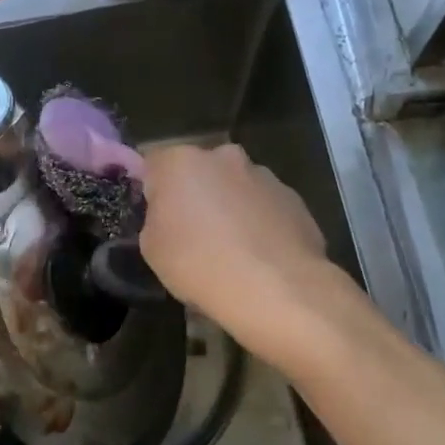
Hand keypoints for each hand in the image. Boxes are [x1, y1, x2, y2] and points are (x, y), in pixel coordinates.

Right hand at [139, 143, 334, 365]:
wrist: (275, 288)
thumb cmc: (199, 264)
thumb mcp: (151, 248)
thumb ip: (155, 219)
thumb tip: (168, 215)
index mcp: (180, 162)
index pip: (153, 164)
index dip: (151, 191)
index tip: (154, 219)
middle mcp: (223, 156)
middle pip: (199, 171)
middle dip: (194, 195)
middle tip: (191, 234)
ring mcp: (264, 175)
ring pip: (235, 187)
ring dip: (228, 208)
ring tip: (230, 250)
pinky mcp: (294, 198)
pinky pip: (264, 207)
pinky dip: (258, 223)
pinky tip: (257, 256)